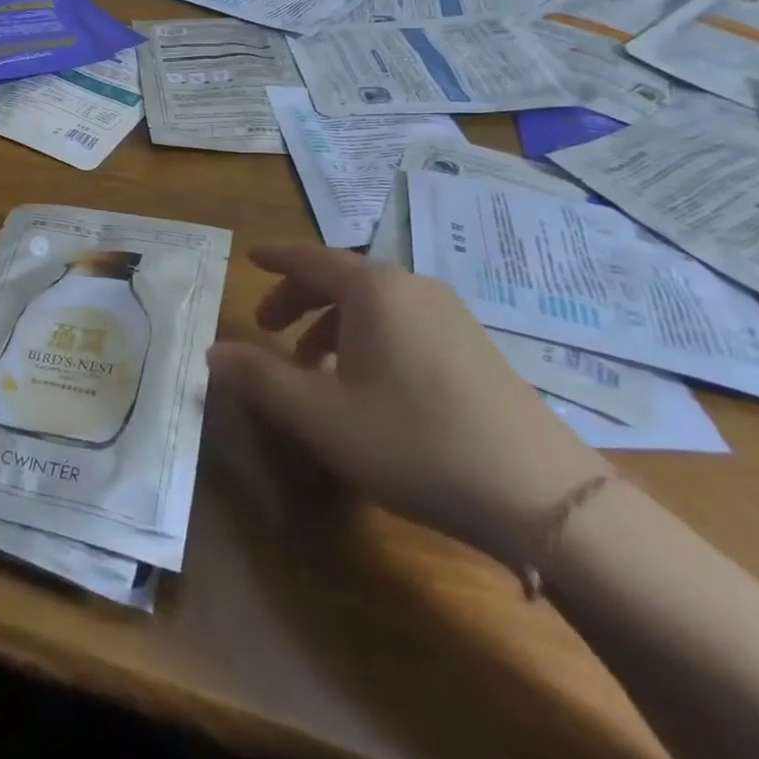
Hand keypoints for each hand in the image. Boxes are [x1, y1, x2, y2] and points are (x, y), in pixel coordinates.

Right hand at [208, 244, 608, 564]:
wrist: (545, 501)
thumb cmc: (416, 442)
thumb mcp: (320, 416)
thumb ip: (259, 379)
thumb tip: (212, 352)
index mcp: (374, 289)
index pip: (310, 258)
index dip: (275, 259)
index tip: (250, 258)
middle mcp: (412, 288)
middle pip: (340, 278)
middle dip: (298, 300)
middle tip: (268, 330)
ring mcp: (451, 317)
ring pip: (373, 305)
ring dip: (332, 326)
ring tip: (312, 369)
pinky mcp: (475, 349)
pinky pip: (403, 324)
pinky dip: (368, 339)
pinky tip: (366, 387)